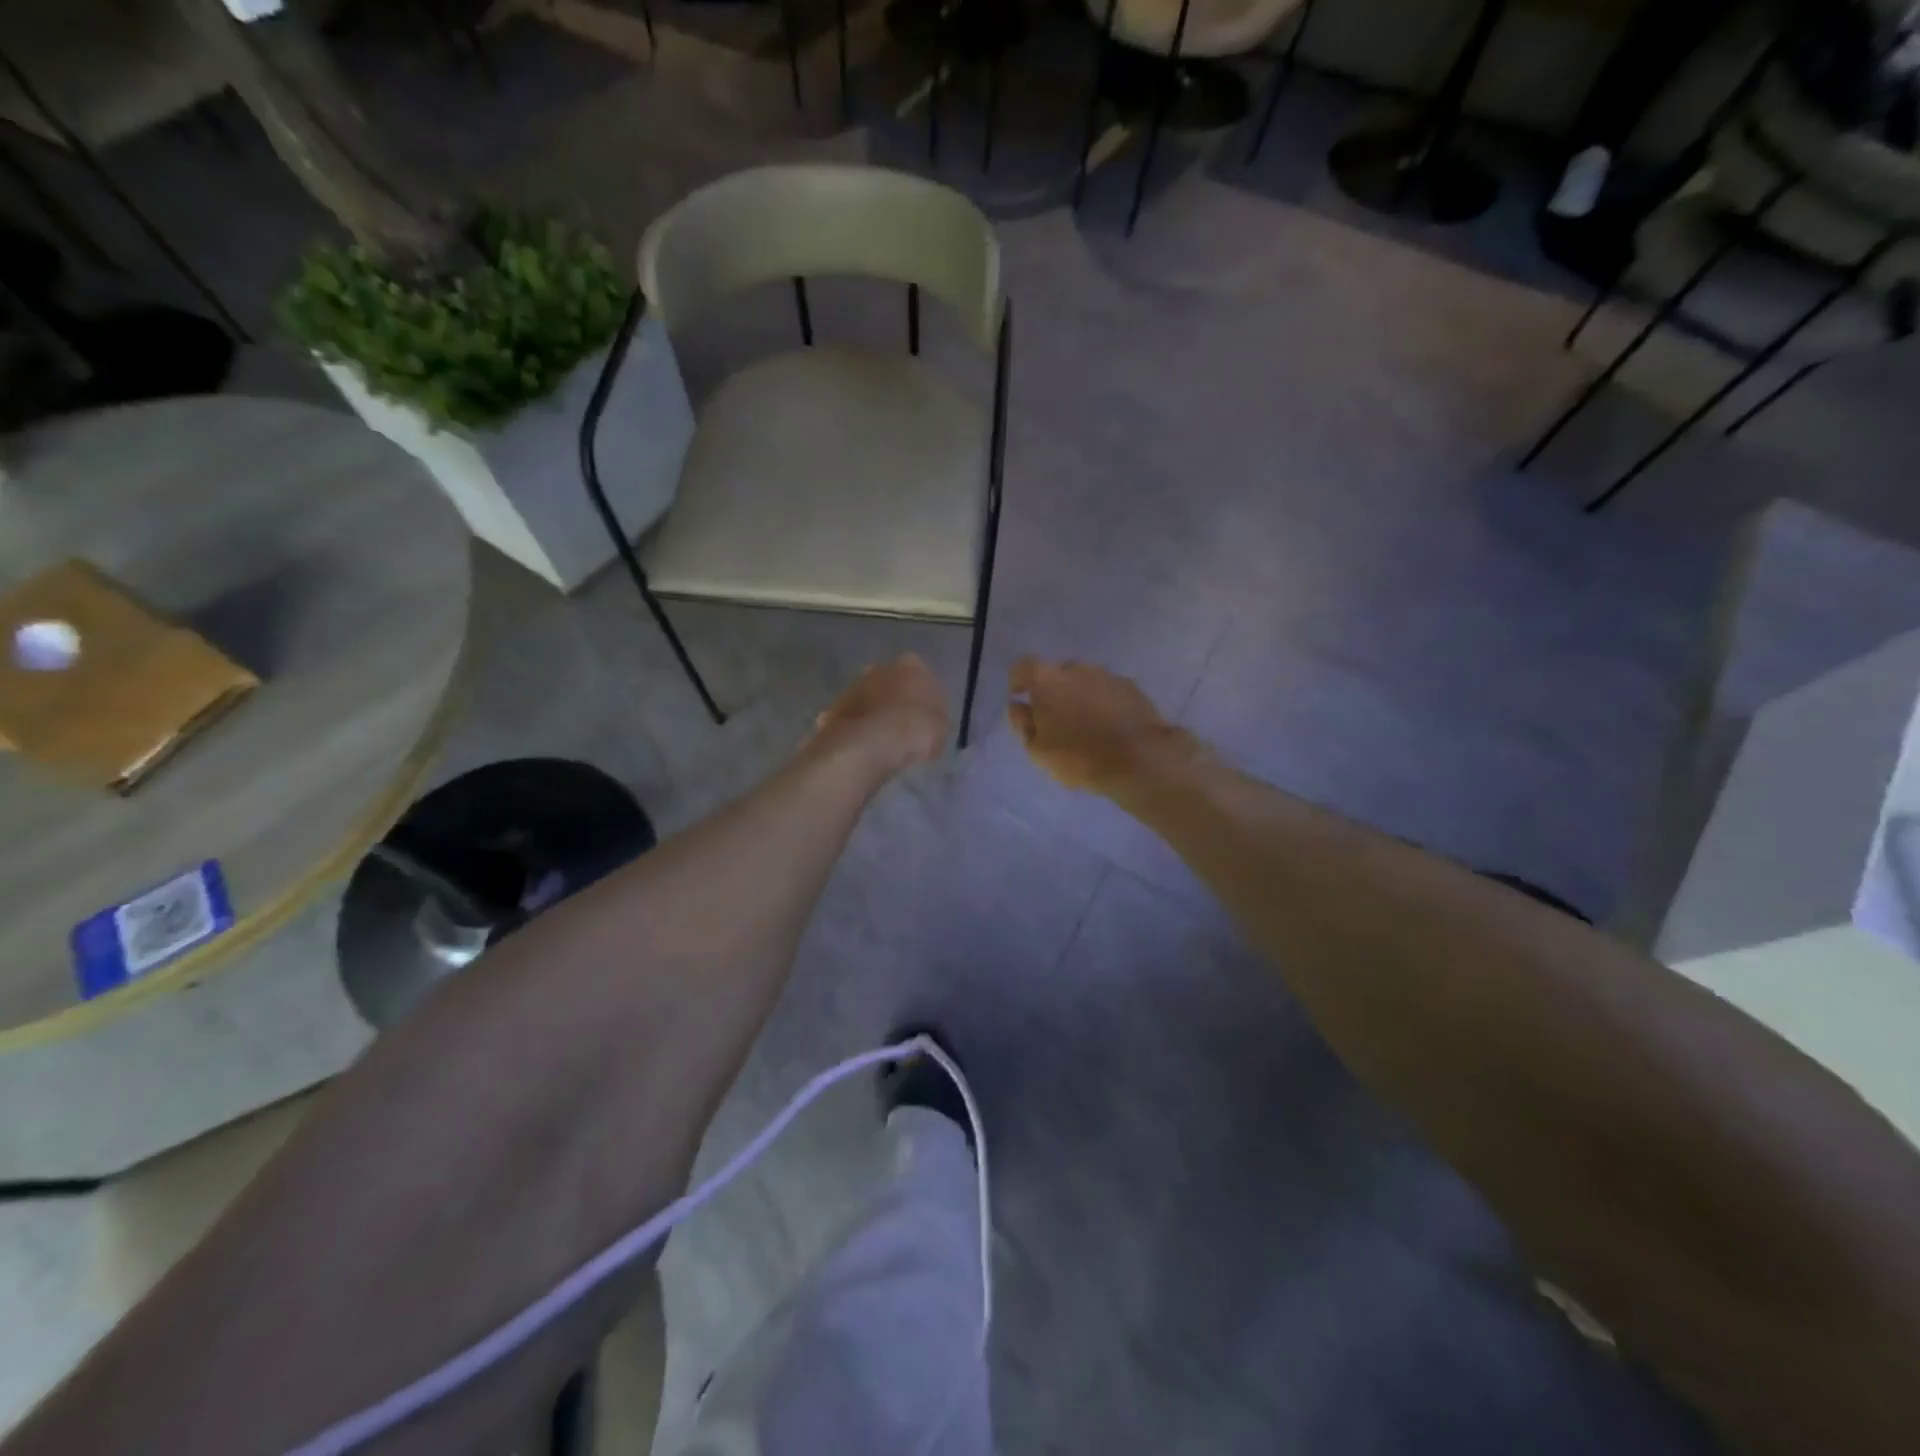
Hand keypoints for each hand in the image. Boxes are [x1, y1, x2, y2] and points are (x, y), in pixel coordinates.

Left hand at [812, 654, 949, 772]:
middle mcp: (879, 669)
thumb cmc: (914, 730)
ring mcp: (853, 688)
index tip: (927, 717)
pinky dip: (857, 731)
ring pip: (868, 700)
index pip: (922, 675)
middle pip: (891, 684)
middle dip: (896, 701)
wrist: (868, 744)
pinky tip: (863, 750)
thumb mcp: (941, 729)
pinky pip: (851, 721)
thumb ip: (937, 721)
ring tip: (883, 743)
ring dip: (874, 715)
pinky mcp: (833, 709)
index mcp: (911, 666)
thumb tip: (931, 725)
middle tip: (904, 728)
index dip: (925, 697)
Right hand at [1008, 657, 1183, 791]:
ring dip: (1081, 696)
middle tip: (1056, 718)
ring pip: (1086, 680)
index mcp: (1047, 681)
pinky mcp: (1132, 688)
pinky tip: (1110, 726)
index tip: (1020, 696)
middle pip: (1057, 673)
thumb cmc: (1078, 756)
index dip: (1018, 680)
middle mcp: (1077, 669)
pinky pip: (1109, 691)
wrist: (1138, 759)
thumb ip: (1023, 724)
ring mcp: (1108, 676)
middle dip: (1053, 690)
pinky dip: (1105, 702)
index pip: (1024, 666)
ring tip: (1086, 725)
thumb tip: (1019, 707)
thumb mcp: (1038, 750)